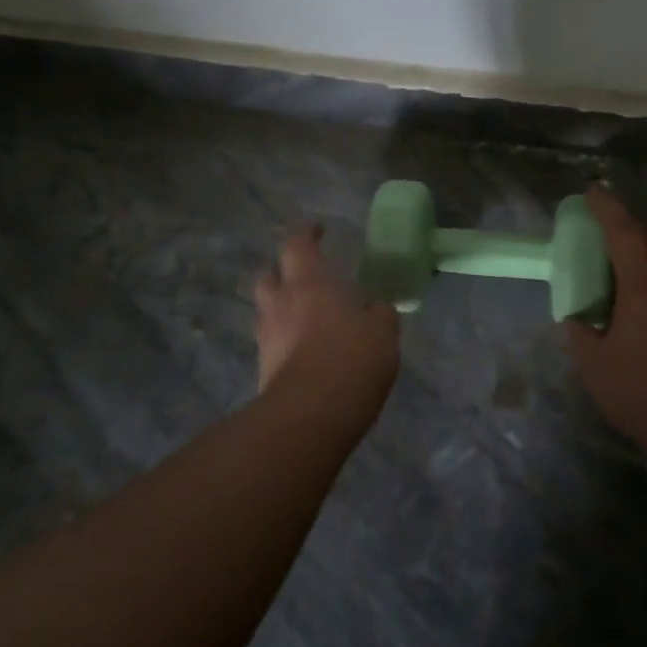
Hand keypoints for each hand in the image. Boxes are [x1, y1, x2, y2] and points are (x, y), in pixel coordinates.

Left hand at [254, 226, 400, 410]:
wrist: (310, 415)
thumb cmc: (351, 358)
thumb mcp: (382, 331)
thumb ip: (379, 314)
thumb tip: (375, 308)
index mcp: (309, 283)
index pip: (298, 245)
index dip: (307, 235)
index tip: (318, 231)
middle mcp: (281, 303)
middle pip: (269, 276)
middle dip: (282, 272)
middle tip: (304, 277)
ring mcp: (267, 338)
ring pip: (267, 311)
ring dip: (282, 308)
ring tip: (306, 317)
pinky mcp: (263, 371)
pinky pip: (272, 344)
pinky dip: (285, 341)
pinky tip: (305, 351)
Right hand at [561, 188, 646, 441]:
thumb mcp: (596, 366)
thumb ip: (580, 336)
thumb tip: (576, 322)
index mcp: (644, 285)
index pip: (623, 232)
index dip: (606, 208)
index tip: (592, 190)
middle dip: (630, 231)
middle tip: (606, 235)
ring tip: (622, 279)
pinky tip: (645, 319)